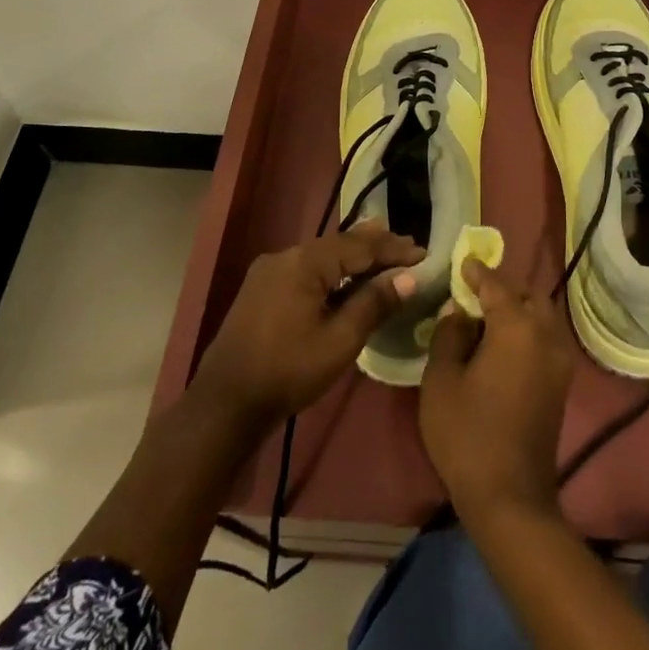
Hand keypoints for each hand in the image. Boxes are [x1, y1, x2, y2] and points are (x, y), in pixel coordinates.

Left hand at [193, 221, 422, 424]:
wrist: (224, 404)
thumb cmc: (288, 371)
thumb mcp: (340, 341)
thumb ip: (374, 304)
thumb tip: (408, 277)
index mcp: (304, 262)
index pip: (358, 246)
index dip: (392, 248)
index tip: (423, 251)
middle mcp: (285, 255)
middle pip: (339, 245)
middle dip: (375, 247)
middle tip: (408, 248)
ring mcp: (269, 271)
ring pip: (322, 256)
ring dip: (354, 259)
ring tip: (385, 258)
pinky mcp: (262, 288)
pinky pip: (306, 269)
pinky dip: (333, 272)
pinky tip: (347, 279)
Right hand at [420, 259, 574, 522]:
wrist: (510, 496)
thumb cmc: (467, 434)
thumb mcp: (442, 380)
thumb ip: (449, 335)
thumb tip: (460, 311)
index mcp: (517, 327)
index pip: (496, 285)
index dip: (477, 272)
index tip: (463, 261)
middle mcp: (545, 335)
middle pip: (527, 295)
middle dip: (503, 288)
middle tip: (474, 291)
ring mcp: (559, 360)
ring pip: (541, 316)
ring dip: (518, 308)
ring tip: (486, 316)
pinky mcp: (561, 383)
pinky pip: (545, 338)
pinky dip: (527, 329)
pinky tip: (502, 342)